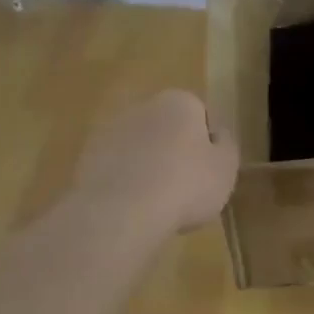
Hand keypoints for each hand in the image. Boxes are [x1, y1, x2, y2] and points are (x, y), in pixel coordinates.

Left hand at [73, 91, 238, 235]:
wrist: (122, 211)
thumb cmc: (186, 185)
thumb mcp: (226, 167)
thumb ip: (226, 145)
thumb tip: (218, 134)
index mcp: (179, 102)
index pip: (201, 116)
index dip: (207, 145)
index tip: (209, 172)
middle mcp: (143, 106)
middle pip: (167, 128)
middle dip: (174, 152)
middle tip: (185, 189)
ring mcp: (111, 130)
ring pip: (139, 148)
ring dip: (148, 166)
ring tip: (157, 204)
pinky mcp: (88, 156)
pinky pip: (117, 168)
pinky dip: (125, 182)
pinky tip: (132, 208)